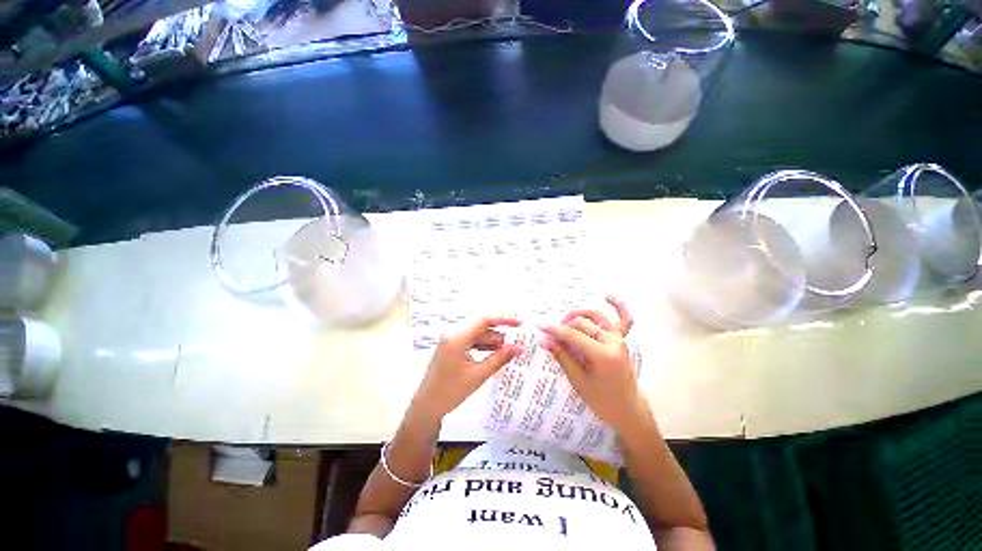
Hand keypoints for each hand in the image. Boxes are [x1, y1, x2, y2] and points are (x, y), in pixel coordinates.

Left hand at [412, 317, 522, 420]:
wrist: (427, 406)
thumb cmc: (450, 392)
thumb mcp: (478, 375)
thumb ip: (499, 358)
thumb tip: (519, 348)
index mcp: (457, 337)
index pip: (484, 320)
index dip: (504, 319)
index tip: (519, 323)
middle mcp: (453, 334)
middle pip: (481, 326)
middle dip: (499, 333)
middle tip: (516, 340)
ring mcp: (451, 340)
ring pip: (477, 334)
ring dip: (492, 341)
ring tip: (507, 350)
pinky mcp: (452, 347)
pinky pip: (471, 341)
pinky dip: (483, 346)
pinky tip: (494, 353)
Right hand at [541, 299, 647, 433]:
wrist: (627, 410)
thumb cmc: (601, 400)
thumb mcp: (578, 380)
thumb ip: (562, 356)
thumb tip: (543, 340)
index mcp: (602, 355)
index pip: (573, 335)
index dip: (554, 330)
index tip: (540, 326)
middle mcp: (613, 342)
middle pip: (583, 324)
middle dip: (564, 326)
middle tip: (551, 335)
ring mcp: (620, 339)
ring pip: (597, 316)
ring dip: (580, 314)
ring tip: (566, 319)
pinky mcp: (623, 340)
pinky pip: (624, 319)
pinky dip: (618, 306)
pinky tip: (608, 296)